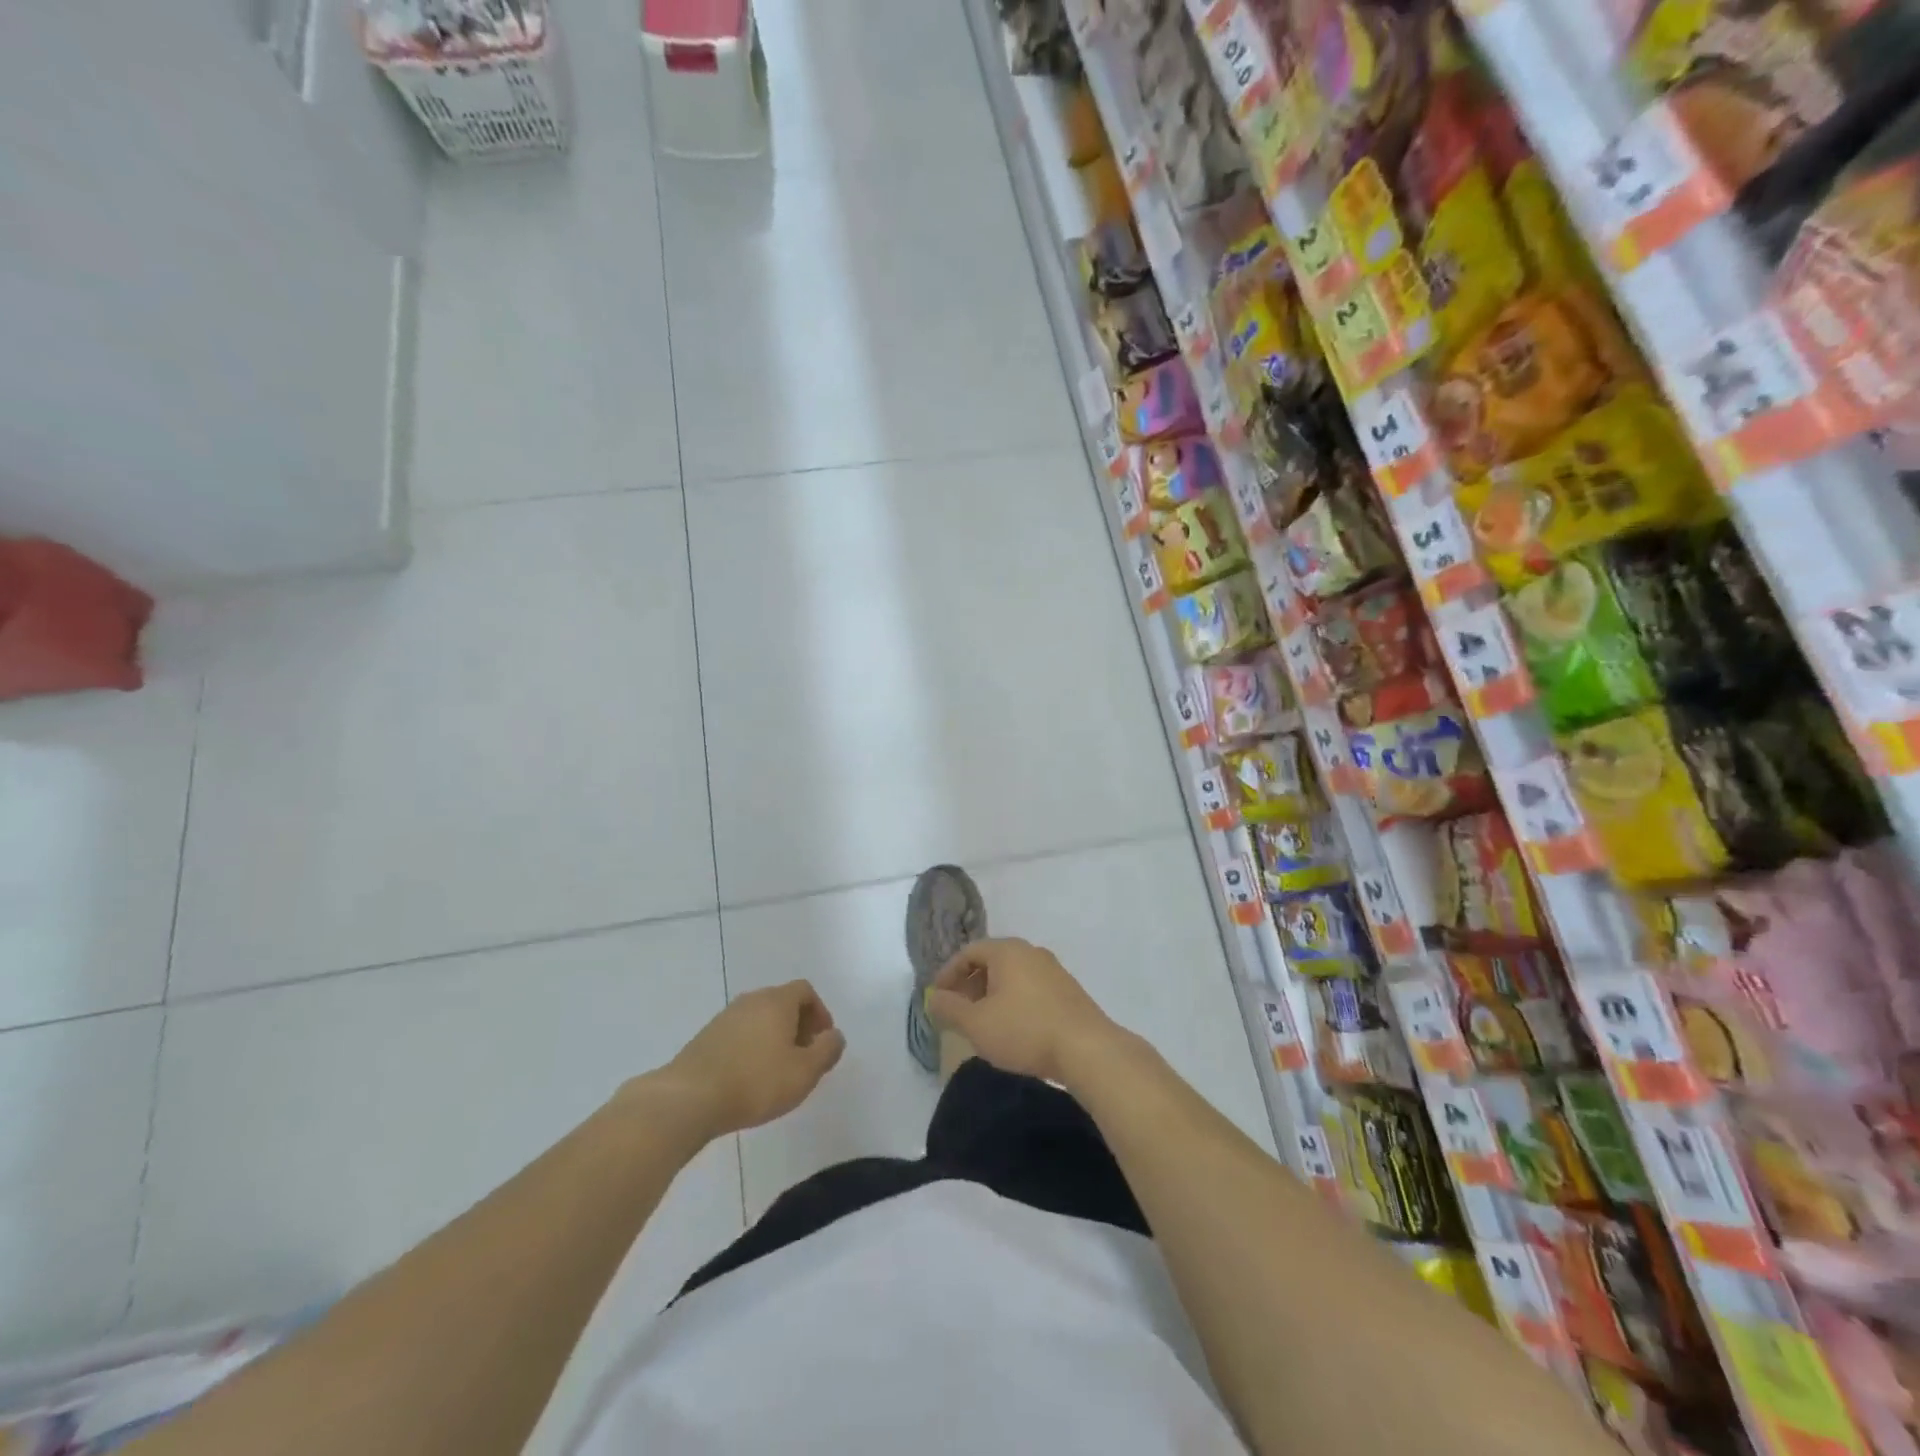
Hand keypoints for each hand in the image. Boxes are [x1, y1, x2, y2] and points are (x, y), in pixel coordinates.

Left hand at [654, 981, 845, 1138]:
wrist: (689, 1098)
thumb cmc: (756, 1082)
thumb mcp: (804, 1072)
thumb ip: (827, 1051)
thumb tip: (835, 1036)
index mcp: (777, 1001)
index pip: (805, 990)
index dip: (819, 1012)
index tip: (822, 1040)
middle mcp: (751, 1000)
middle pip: (781, 1002)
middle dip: (798, 1025)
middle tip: (804, 1056)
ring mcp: (724, 1017)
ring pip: (759, 1018)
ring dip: (773, 1037)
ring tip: (777, 1070)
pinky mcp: (705, 1038)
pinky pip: (739, 1034)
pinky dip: (751, 1047)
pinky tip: (749, 1077)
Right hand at [924, 938, 1118, 1084]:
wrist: (1087, 1049)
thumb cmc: (1024, 1030)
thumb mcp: (976, 1024)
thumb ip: (949, 1008)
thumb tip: (932, 997)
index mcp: (1007, 951)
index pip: (968, 952)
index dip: (948, 974)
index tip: (937, 998)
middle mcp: (1030, 952)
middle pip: (991, 961)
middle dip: (969, 985)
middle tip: (957, 1012)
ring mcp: (1053, 970)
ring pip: (1012, 976)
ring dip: (991, 995)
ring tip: (982, 1023)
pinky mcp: (1068, 991)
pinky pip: (1030, 988)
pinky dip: (1013, 1002)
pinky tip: (1012, 1029)